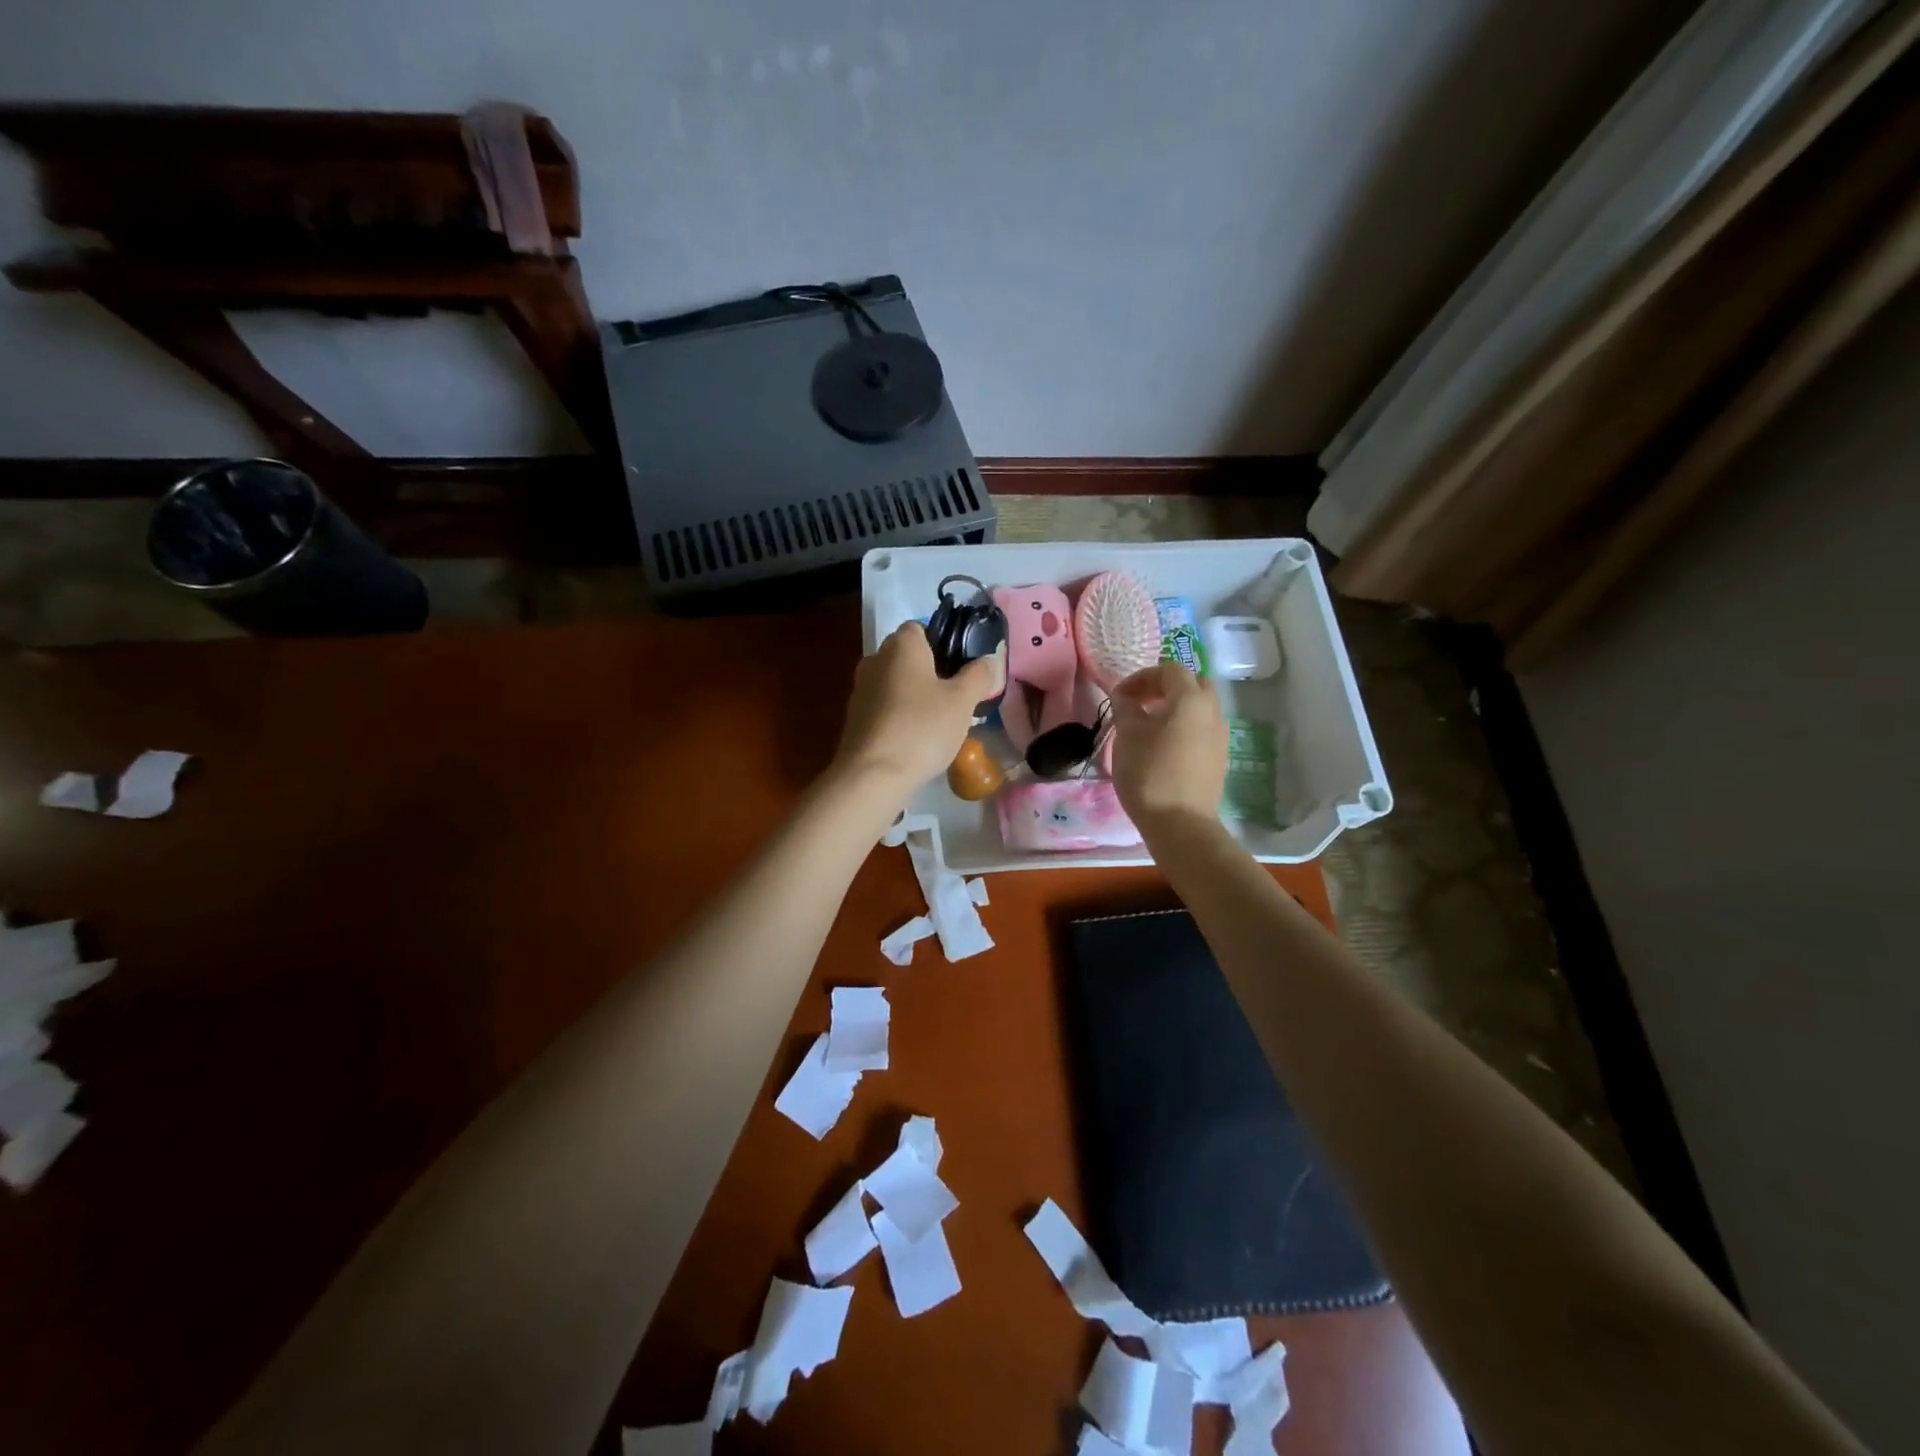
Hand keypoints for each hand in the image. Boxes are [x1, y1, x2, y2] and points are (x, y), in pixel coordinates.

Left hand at [832, 623, 1000, 803]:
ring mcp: (860, 690)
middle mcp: (875, 659)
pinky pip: (883, 708)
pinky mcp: (854, 719)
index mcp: (901, 646)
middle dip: (930, 672)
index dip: (943, 643)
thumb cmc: (922, 728)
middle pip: (907, 657)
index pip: (920, 628)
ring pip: (895, 684)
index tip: (961, 667)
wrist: (873, 775)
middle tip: (955, 697)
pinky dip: (899, 717)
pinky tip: (915, 741)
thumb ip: (979, 675)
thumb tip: (988, 660)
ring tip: (939, 723)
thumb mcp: (963, 701)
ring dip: (914, 696)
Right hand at [1109, 662, 1227, 829]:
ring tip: (1150, 726)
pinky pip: (1203, 729)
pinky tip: (1164, 747)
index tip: (1120, 695)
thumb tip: (1124, 696)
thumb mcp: (1127, 735)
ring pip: (1200, 707)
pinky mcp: (1219, 758)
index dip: (1142, 677)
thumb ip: (1125, 708)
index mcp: (1191, 699)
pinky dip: (1184, 727)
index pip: (1169, 670)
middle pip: (1192, 684)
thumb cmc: (1149, 773)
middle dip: (1165, 687)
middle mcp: (1212, 711)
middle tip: (1141, 703)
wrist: (1180, 823)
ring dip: (1176, 707)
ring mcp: (1220, 736)